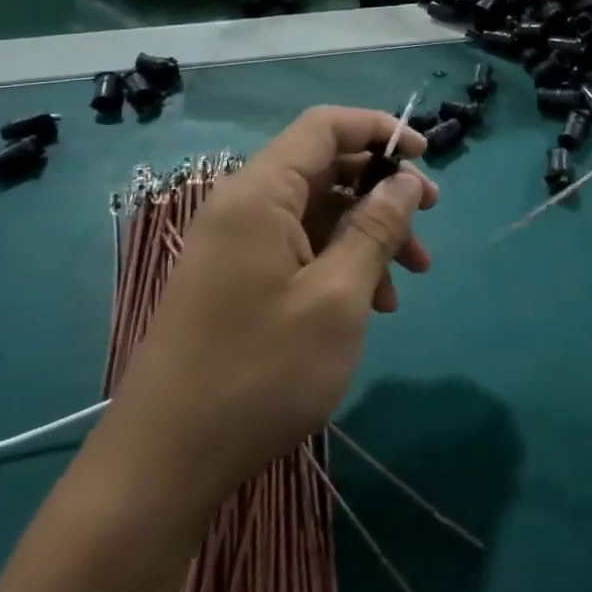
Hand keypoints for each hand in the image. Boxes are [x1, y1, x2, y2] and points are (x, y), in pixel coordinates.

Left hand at [101, 107, 437, 518]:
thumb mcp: (337, 298)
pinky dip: (340, 263)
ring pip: (317, 212)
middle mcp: (243, 206)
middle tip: (428, 222)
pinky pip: (299, 248)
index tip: (425, 159)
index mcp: (260, 194)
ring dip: (367, 234)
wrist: (163, 464)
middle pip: (325, 169)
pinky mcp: (236, 280)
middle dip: (382, 191)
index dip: (379, 130)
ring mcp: (237, 245)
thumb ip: (375, 229)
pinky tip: (371, 305)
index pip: (325, 127)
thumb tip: (405, 181)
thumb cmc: (260, 373)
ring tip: (407, 281)